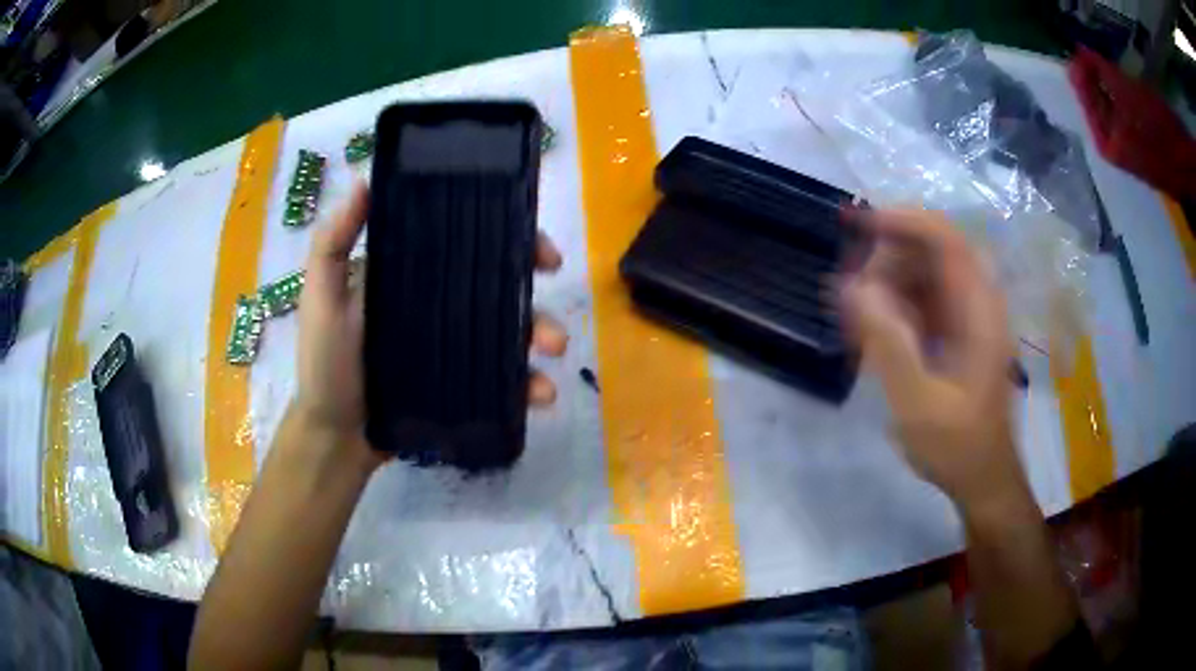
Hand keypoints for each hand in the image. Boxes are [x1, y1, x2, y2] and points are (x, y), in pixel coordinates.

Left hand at [293, 180, 567, 465]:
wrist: (334, 436)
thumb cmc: (325, 363)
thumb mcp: (322, 297)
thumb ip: (331, 243)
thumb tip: (365, 182)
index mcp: (414, 276)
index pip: (469, 247)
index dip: (511, 241)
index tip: (542, 252)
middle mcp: (440, 306)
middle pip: (500, 291)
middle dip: (536, 299)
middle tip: (553, 314)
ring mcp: (453, 348)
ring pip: (509, 335)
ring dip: (541, 338)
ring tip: (552, 353)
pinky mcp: (460, 386)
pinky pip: (502, 381)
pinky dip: (528, 385)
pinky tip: (541, 394)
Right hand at [838, 209, 1024, 511]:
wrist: (982, 477)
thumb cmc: (957, 445)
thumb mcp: (918, 403)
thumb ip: (888, 344)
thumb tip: (851, 288)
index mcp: (979, 310)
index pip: (944, 238)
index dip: (902, 221)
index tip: (857, 226)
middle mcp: (977, 301)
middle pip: (929, 251)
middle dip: (886, 261)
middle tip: (853, 296)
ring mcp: (968, 315)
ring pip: (923, 274)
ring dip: (886, 286)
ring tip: (858, 323)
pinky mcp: (958, 331)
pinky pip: (922, 300)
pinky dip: (894, 307)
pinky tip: (873, 335)